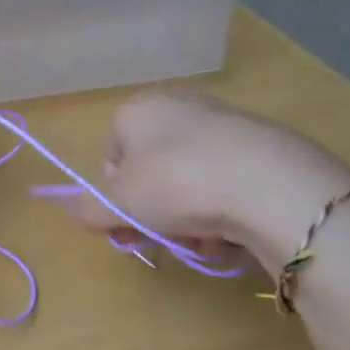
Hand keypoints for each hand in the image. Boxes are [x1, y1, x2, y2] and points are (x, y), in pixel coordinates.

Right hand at [55, 91, 349, 268]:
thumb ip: (88, 209)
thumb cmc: (175, 184)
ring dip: (189, 220)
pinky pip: (228, 185)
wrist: (270, 185)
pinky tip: (233, 234)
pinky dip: (224, 211)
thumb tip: (79, 211)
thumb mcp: (116, 204)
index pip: (111, 158)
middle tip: (162, 242)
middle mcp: (177, 107)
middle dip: (154, 213)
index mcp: (136, 111)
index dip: (116, 198)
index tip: (126, 228)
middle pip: (152, 173)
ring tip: (203, 242)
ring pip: (190, 183)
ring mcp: (223, 124)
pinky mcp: (263, 146)